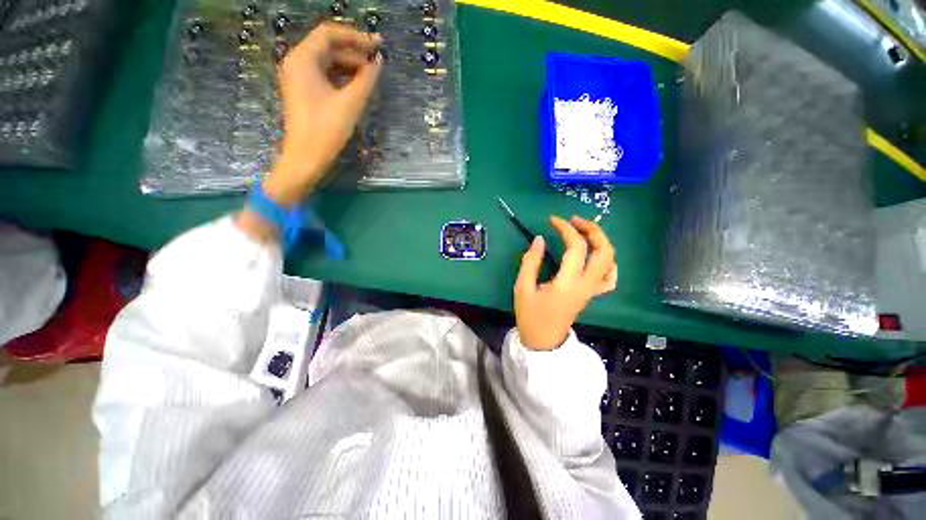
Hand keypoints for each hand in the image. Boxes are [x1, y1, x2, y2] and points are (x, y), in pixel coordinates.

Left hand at [263, 22, 382, 206]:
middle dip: (354, 51)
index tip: (378, 44)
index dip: (356, 36)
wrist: (306, 157)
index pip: (329, 34)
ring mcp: (298, 77)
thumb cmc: (327, 130)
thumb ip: (366, 79)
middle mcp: (297, 62)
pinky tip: (357, 84)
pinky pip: (324, 74)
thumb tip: (378, 62)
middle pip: (327, 46)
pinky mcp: (303, 90)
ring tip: (371, 74)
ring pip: (327, 61)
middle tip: (377, 61)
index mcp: (303, 59)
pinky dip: (341, 76)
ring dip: (349, 64)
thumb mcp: (350, 103)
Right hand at [514, 216, 617, 350]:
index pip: (576, 247)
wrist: (543, 341)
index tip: (553, 220)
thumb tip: (539, 238)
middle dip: (592, 230)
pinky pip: (610, 277)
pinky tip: (595, 256)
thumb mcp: (523, 288)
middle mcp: (586, 285)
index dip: (566, 229)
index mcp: (568, 283)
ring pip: (610, 261)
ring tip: (584, 233)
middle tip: (574, 221)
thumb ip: (531, 261)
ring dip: (600, 242)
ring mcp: (592, 290)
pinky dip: (607, 261)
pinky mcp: (592, 294)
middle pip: (604, 250)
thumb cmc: (530, 315)